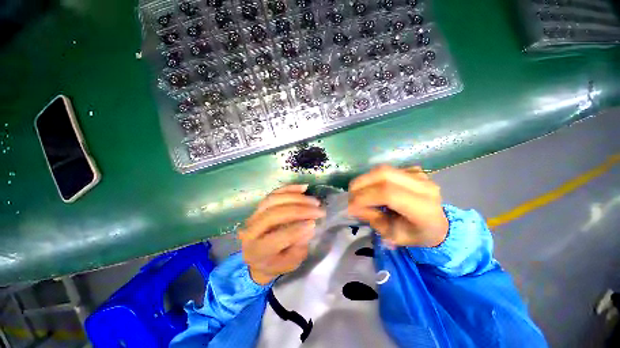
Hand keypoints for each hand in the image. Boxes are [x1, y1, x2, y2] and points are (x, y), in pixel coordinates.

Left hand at [239, 185, 325, 284]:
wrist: (258, 256)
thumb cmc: (275, 263)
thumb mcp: (289, 264)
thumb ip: (298, 249)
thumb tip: (309, 227)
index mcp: (257, 251)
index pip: (277, 238)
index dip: (296, 230)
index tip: (314, 223)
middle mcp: (251, 230)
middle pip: (274, 214)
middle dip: (299, 210)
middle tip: (317, 209)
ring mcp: (254, 215)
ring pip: (273, 200)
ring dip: (296, 198)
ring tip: (314, 201)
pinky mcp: (260, 206)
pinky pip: (275, 193)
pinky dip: (290, 188)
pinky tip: (304, 188)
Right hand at [347, 165, 448, 246]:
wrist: (438, 224)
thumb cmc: (416, 234)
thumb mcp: (393, 236)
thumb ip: (373, 219)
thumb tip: (354, 206)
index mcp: (423, 208)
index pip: (388, 194)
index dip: (365, 197)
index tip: (351, 206)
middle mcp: (424, 186)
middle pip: (384, 174)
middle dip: (361, 184)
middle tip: (351, 195)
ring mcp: (420, 175)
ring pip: (383, 169)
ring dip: (365, 179)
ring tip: (358, 191)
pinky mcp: (413, 170)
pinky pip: (386, 170)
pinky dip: (373, 178)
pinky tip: (373, 188)